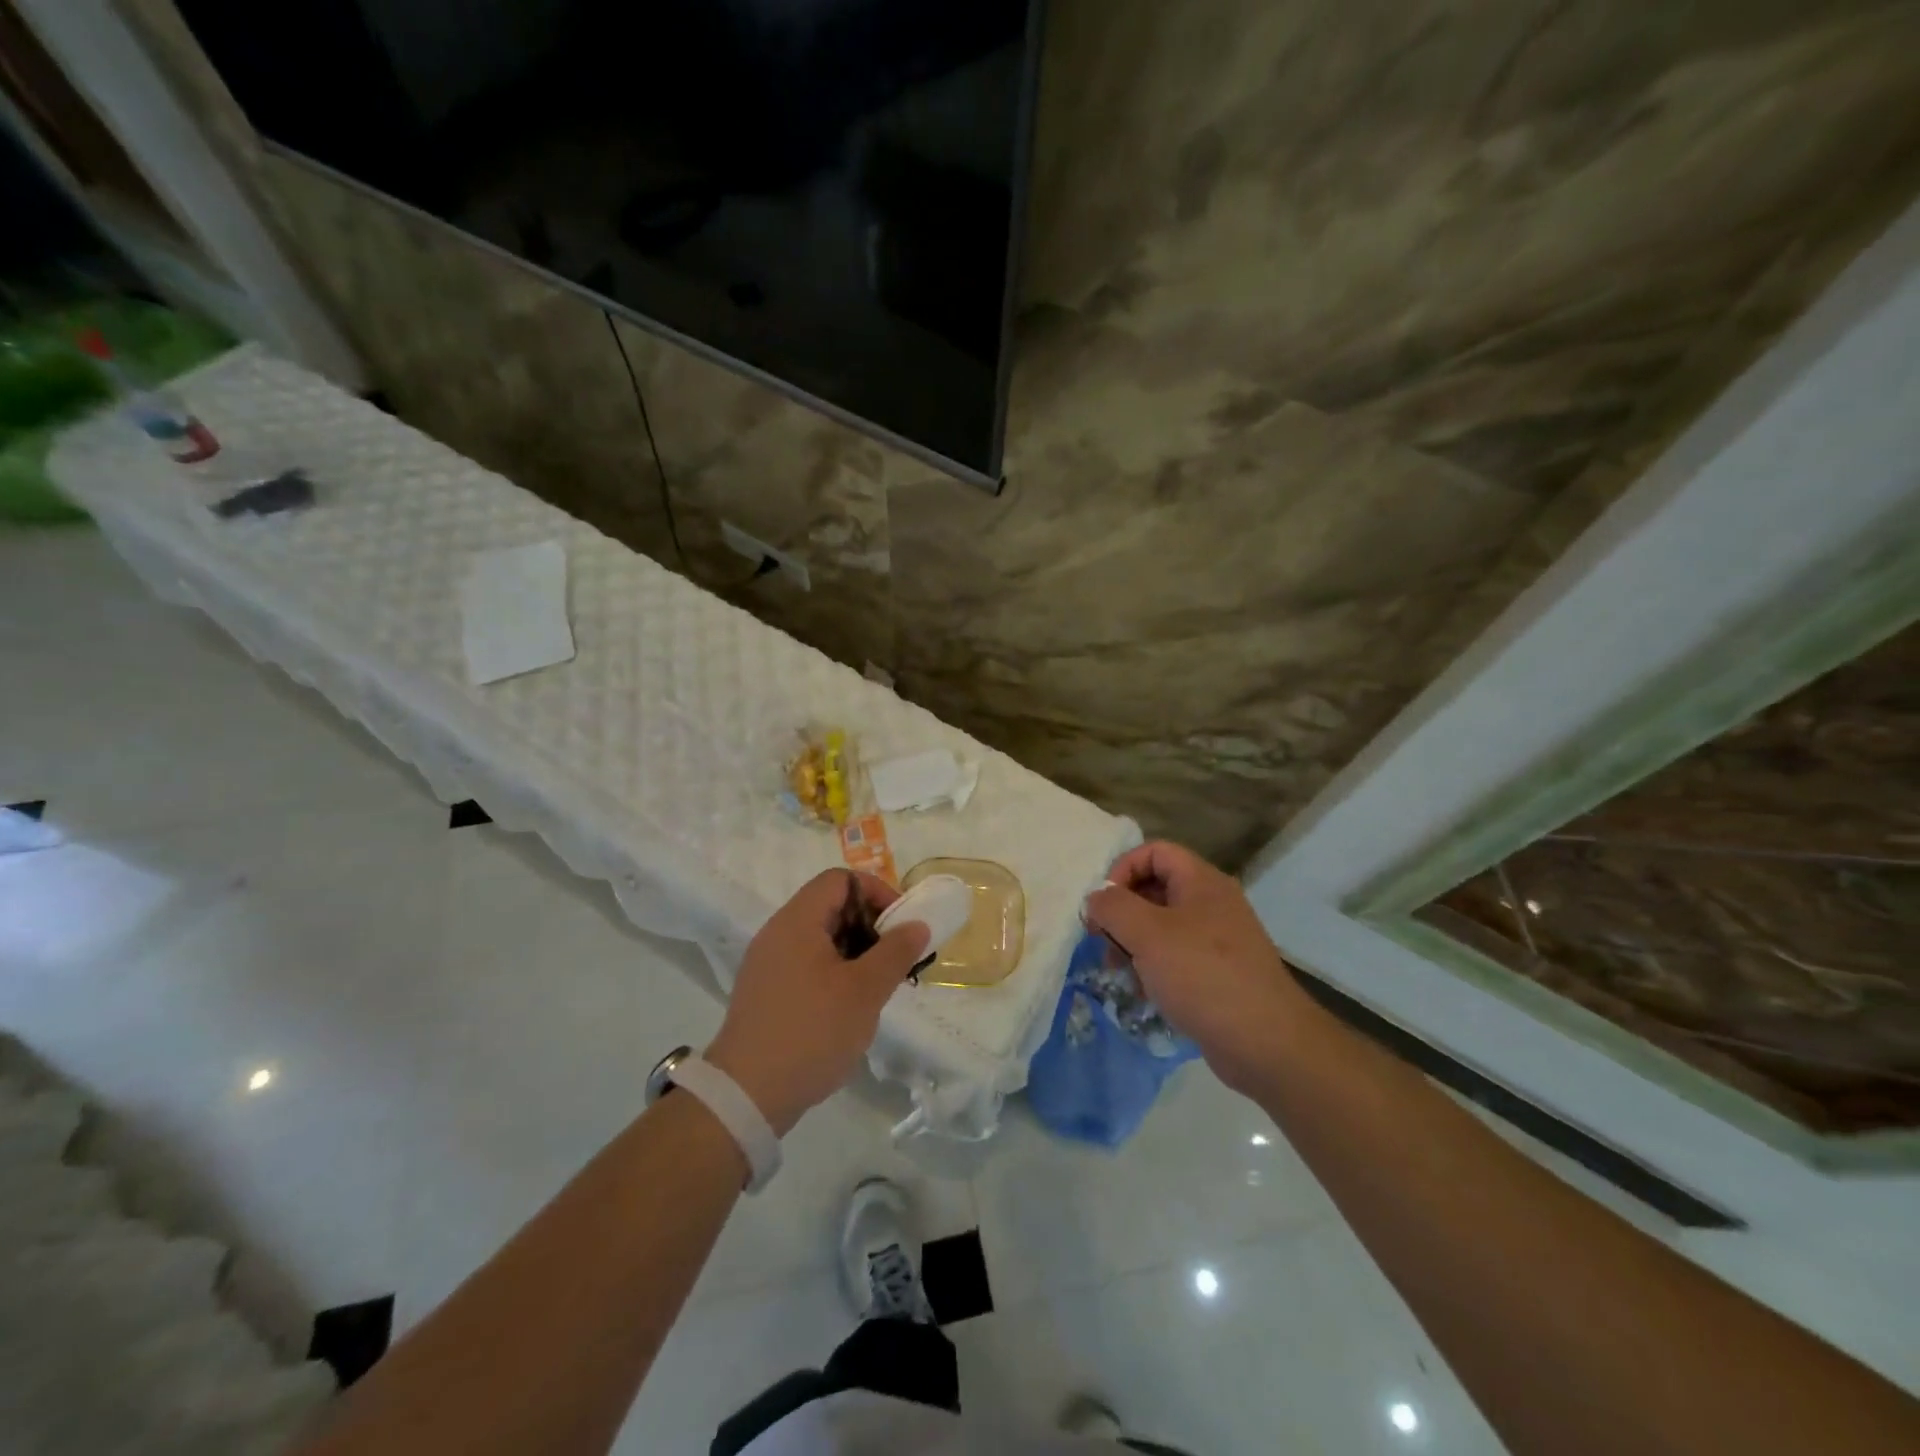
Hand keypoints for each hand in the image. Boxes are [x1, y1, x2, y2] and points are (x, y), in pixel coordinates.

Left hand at [706, 870, 929, 1136]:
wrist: (746, 1096)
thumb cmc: (811, 1032)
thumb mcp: (865, 991)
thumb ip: (895, 952)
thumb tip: (917, 925)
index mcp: (797, 921)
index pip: (840, 880)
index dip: (876, 892)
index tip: (901, 925)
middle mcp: (778, 933)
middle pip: (830, 907)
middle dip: (870, 925)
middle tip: (896, 959)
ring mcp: (768, 964)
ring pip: (820, 938)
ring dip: (855, 951)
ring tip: (879, 985)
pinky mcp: (766, 992)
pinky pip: (806, 964)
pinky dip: (835, 972)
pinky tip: (850, 1007)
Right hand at [1084, 841, 1311, 1093]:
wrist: (1266, 1042)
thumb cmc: (1202, 976)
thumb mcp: (1147, 934)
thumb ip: (1113, 907)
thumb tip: (1096, 898)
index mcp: (1201, 882)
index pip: (1154, 851)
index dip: (1122, 869)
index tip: (1103, 905)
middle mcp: (1212, 903)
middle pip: (1155, 888)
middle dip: (1123, 912)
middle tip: (1103, 942)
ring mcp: (1218, 939)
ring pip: (1162, 926)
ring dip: (1133, 944)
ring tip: (1120, 973)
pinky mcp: (1219, 973)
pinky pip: (1176, 956)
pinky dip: (1154, 968)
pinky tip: (1144, 994)